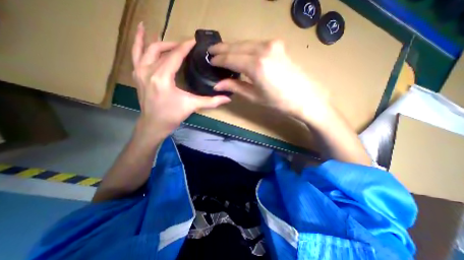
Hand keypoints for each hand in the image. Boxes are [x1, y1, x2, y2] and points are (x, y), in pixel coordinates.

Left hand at [131, 22, 230, 140]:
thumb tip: (227, 98)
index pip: (175, 56)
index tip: (194, 41)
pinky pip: (136, 53)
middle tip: (187, 46)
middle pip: (162, 50)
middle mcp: (148, 70)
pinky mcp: (137, 74)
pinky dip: (138, 42)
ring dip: (159, 42)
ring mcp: (139, 71)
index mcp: (162, 78)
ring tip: (168, 36)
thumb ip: (211, 101)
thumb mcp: (192, 106)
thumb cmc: (172, 115)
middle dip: (175, 45)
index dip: (185, 47)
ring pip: (147, 49)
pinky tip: (141, 31)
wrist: (154, 124)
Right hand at [209, 40, 331, 122]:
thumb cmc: (278, 102)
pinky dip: (244, 48)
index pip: (230, 58)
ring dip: (232, 47)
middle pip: (237, 46)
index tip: (209, 60)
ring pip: (245, 43)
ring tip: (221, 51)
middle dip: (222, 49)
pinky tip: (239, 52)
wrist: (305, 98)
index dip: (218, 60)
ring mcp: (272, 45)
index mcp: (256, 65)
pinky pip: (255, 44)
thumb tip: (217, 84)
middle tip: (211, 51)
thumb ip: (235, 86)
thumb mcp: (254, 96)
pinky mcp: (278, 46)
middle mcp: (263, 49)